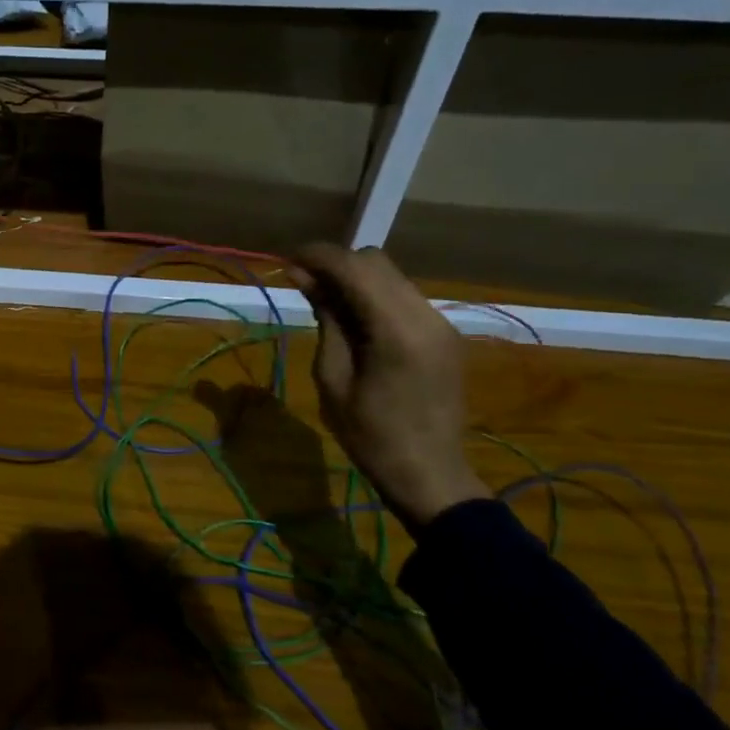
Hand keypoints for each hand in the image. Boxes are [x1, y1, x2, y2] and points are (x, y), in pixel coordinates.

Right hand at [290, 244, 489, 531]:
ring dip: (354, 277)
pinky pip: (403, 296)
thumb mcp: (333, 378)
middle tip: (301, 282)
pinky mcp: (443, 333)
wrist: (428, 473)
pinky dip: (373, 294)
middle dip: (335, 263)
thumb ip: (326, 319)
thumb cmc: (369, 435)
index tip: (287, 259)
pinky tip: (352, 317)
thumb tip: (303, 276)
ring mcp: (440, 323)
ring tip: (322, 299)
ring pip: (391, 275)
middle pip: (376, 262)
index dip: (317, 255)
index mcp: (397, 330)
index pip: (355, 268)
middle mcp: (426, 315)